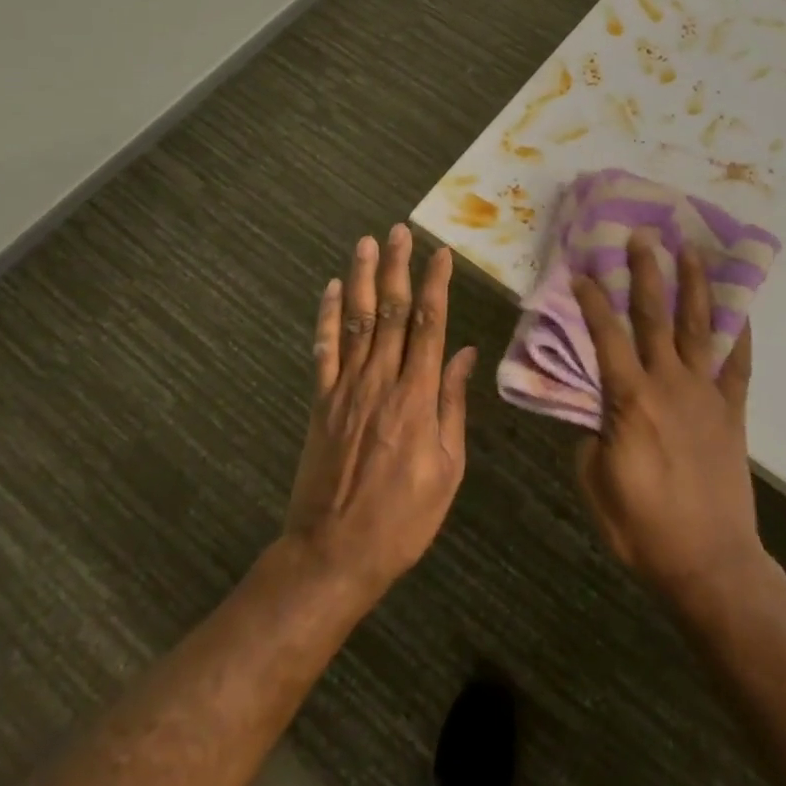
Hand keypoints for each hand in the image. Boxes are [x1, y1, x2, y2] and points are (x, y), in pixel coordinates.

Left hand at [283, 225, 476, 597]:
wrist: (333, 555)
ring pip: (355, 321)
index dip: (435, 285)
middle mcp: (381, 382)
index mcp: (417, 397)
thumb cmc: (402, 518)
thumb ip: (453, 406)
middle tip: (399, 231)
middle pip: (389, 312)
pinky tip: (329, 290)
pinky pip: (323, 351)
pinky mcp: (320, 403)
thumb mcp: (447, 470)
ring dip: (360, 279)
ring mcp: (345, 390)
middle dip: (396, 267)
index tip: (441, 254)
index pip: (429, 326)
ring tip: (366, 243)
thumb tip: (465, 355)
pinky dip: (325, 317)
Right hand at [572, 229, 768, 609]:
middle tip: (642, 236)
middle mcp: (668, 384)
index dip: (592, 300)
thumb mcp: (595, 483)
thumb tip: (597, 412)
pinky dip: (741, 336)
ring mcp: (705, 395)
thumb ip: (592, 436)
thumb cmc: (643, 527)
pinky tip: (742, 312)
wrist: (709, 562)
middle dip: (646, 272)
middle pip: (654, 316)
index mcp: (629, 399)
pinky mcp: (732, 412)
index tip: (583, 270)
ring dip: (694, 286)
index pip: (606, 336)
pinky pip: (738, 366)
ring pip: (698, 328)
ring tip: (691, 250)